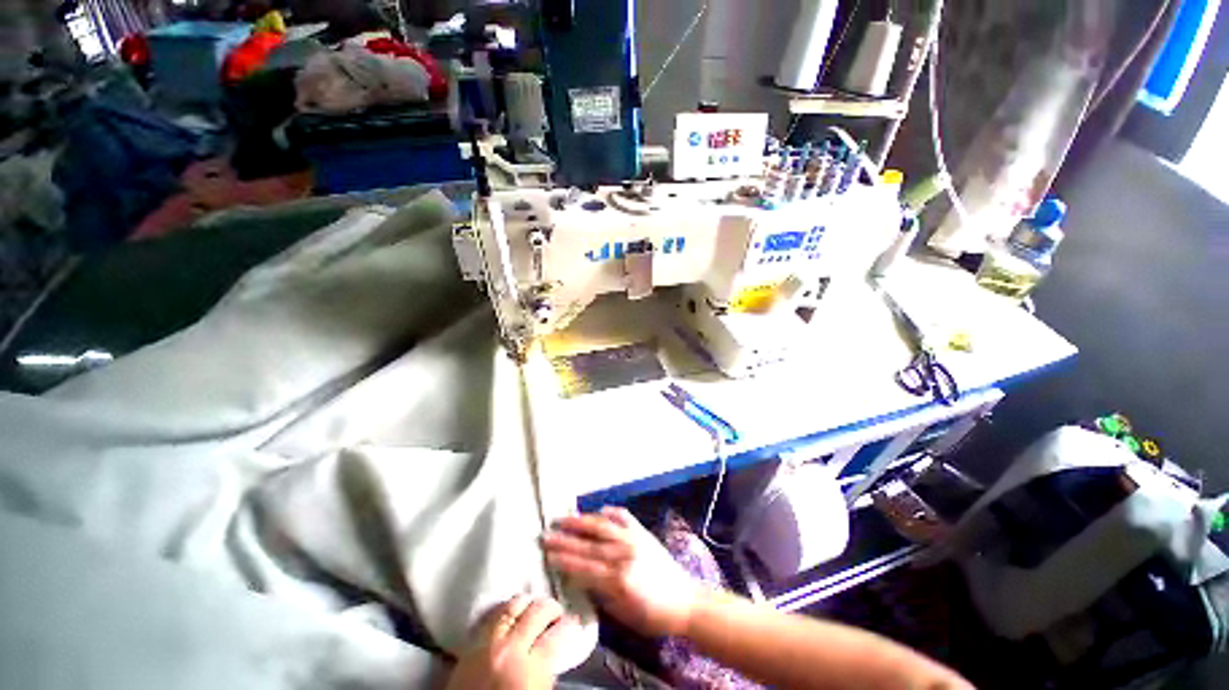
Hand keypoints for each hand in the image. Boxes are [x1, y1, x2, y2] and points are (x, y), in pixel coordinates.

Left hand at [446, 595, 578, 689]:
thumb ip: (547, 674)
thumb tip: (555, 654)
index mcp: (530, 670)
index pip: (558, 635)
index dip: (570, 625)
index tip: (575, 621)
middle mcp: (509, 650)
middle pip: (536, 612)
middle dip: (551, 607)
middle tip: (557, 612)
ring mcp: (486, 645)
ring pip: (512, 607)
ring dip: (527, 603)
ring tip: (534, 606)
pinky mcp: (468, 647)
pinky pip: (490, 617)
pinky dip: (504, 610)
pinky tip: (510, 612)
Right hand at [544, 507, 700, 636]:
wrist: (685, 600)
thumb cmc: (652, 615)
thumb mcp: (623, 614)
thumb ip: (600, 594)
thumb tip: (580, 578)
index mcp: (619, 579)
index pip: (584, 567)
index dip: (564, 560)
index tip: (547, 554)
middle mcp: (624, 554)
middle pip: (588, 545)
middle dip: (565, 540)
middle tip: (547, 534)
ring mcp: (634, 539)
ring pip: (602, 526)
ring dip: (581, 521)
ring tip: (564, 517)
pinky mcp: (642, 531)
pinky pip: (623, 516)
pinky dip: (610, 512)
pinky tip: (599, 511)